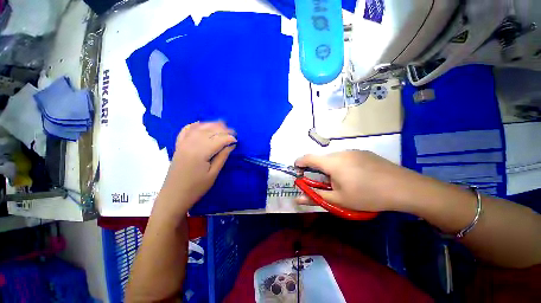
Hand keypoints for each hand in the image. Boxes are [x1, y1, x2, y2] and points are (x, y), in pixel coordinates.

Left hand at [157, 122, 236, 214]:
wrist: (174, 196)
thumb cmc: (196, 188)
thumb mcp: (213, 173)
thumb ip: (222, 156)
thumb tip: (231, 145)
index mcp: (201, 152)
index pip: (218, 140)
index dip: (229, 138)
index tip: (237, 140)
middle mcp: (191, 144)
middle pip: (209, 131)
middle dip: (223, 130)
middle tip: (233, 132)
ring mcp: (183, 144)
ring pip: (199, 128)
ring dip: (211, 125)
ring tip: (222, 124)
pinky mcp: (178, 146)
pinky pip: (185, 131)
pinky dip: (194, 125)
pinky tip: (200, 124)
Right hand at [295, 150, 421, 211]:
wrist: (404, 187)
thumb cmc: (367, 195)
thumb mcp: (339, 200)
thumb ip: (316, 197)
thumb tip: (298, 198)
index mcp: (332, 162)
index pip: (308, 158)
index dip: (299, 163)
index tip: (297, 171)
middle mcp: (340, 152)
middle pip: (321, 159)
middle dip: (317, 170)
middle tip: (324, 184)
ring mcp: (353, 151)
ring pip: (334, 158)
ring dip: (330, 168)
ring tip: (341, 182)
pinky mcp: (363, 153)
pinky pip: (345, 157)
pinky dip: (342, 166)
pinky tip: (355, 177)